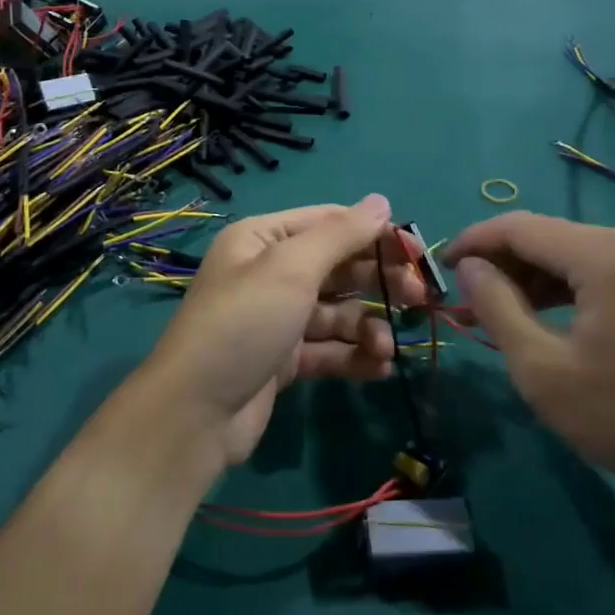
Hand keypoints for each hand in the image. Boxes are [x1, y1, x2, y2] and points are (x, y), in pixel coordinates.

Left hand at [140, 196, 428, 470]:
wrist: (195, 412)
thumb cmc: (244, 323)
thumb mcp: (291, 268)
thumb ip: (340, 234)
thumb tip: (382, 201)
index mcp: (263, 239)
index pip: (329, 223)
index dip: (374, 234)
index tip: (416, 254)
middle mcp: (270, 273)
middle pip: (338, 268)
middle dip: (378, 282)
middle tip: (419, 299)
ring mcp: (277, 319)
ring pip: (338, 313)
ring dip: (368, 327)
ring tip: (385, 349)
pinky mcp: (283, 360)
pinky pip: (329, 349)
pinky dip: (354, 357)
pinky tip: (379, 369)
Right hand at [445, 212, 614, 508]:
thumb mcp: (542, 368)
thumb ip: (497, 307)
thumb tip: (470, 268)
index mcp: (603, 255)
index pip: (519, 227)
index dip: (473, 241)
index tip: (441, 266)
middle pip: (547, 238)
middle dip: (500, 265)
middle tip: (464, 300)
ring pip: (573, 255)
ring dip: (530, 280)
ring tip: (492, 314)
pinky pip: (601, 272)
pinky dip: (565, 290)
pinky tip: (541, 318)